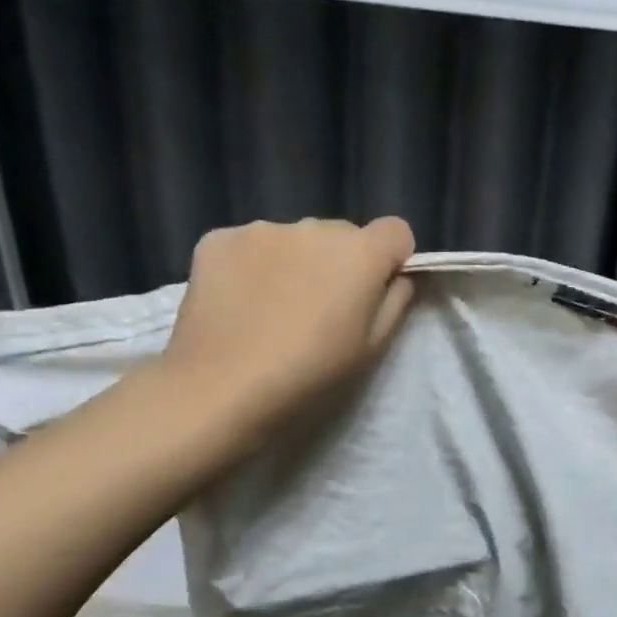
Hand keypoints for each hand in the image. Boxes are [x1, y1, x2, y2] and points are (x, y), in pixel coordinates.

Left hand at [157, 216, 416, 445]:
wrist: (219, 389)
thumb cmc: (308, 377)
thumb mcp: (370, 350)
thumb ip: (395, 303)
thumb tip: (399, 277)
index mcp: (359, 254)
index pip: (396, 231)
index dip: (391, 260)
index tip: (375, 292)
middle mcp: (313, 227)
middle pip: (342, 235)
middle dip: (340, 263)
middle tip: (320, 312)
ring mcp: (261, 229)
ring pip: (294, 240)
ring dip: (295, 263)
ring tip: (274, 311)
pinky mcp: (217, 239)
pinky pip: (250, 245)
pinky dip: (252, 267)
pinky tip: (239, 305)